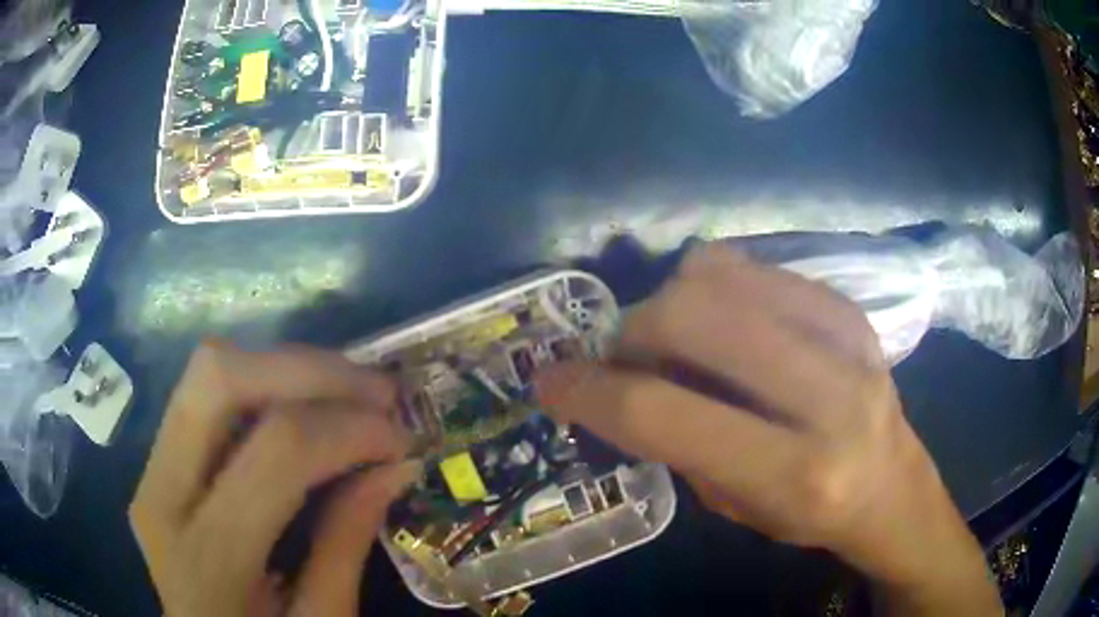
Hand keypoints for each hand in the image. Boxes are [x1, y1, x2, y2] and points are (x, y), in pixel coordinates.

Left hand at [130, 341, 418, 616]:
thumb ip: (346, 544)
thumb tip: (394, 466)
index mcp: (209, 557)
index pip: (276, 451)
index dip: (347, 429)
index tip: (401, 440)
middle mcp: (162, 493)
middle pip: (219, 380)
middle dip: (309, 370)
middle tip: (377, 391)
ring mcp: (150, 470)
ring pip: (208, 370)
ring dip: (286, 368)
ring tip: (349, 392)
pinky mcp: (156, 461)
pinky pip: (205, 395)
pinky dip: (263, 385)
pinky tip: (305, 407)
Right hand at [536, 244, 1001, 615]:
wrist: (893, 485)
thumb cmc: (810, 515)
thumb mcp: (733, 507)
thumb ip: (675, 441)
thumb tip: (617, 379)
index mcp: (796, 472)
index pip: (665, 414)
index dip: (591, 391)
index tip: (550, 381)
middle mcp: (829, 394)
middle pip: (693, 316)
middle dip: (633, 331)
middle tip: (624, 358)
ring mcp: (846, 335)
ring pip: (720, 276)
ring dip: (670, 302)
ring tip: (672, 339)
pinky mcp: (848, 306)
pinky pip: (754, 266)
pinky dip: (715, 285)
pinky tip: (720, 320)